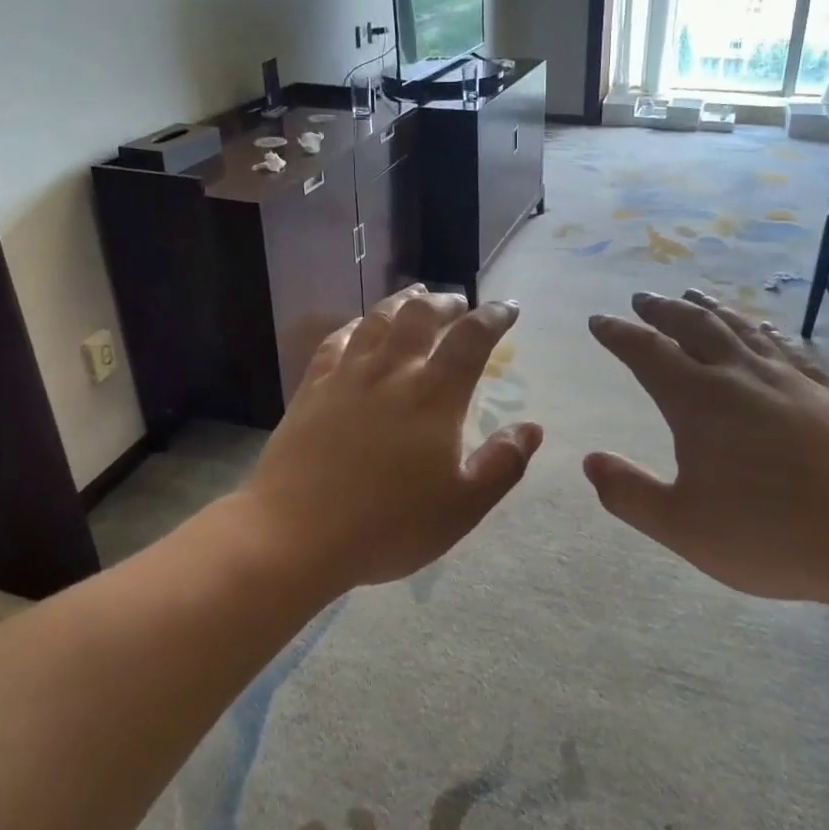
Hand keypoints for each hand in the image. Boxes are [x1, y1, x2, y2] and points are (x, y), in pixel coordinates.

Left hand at [237, 286, 543, 594]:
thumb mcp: (462, 506)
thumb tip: (532, 428)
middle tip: (458, 303)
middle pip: (420, 315)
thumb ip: (502, 464)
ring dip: (402, 301)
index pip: (471, 339)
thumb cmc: (388, 525)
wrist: (296, 534)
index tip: (507, 309)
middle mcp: (392, 372)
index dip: (494, 317)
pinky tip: (360, 326)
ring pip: (378, 319)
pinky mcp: (312, 388)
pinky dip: (356, 325)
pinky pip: (336, 341)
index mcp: (435, 396)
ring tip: (415, 295)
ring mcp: (347, 376)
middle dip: (445, 302)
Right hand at [583, 290, 828, 602]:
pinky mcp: (824, 393)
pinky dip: (765, 331)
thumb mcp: (681, 525)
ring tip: (694, 295)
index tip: (599, 321)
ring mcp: (787, 380)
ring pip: (740, 328)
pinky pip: (787, 347)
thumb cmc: (768, 533)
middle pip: (694, 326)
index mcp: (697, 401)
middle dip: (662, 310)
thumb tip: (590, 460)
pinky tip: (765, 329)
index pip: (647, 352)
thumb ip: (629, 493)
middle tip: (642, 299)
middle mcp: (739, 376)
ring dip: (710, 308)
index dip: (619, 334)